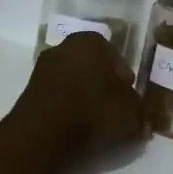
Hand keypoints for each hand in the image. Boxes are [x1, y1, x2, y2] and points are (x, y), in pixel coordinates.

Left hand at [12, 31, 146, 165]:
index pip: (118, 60)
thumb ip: (140, 113)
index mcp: (92, 41)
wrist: (43, 132)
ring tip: (93, 124)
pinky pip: (57, 96)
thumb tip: (143, 122)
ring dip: (83, 98)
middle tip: (112, 113)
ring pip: (74, 82)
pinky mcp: (29, 89)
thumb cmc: (93, 111)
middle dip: (103, 88)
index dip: (126, 84)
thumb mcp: (131, 114)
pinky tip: (73, 127)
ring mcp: (43, 66)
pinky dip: (66, 108)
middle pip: (94, 69)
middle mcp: (66, 45)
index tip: (129, 104)